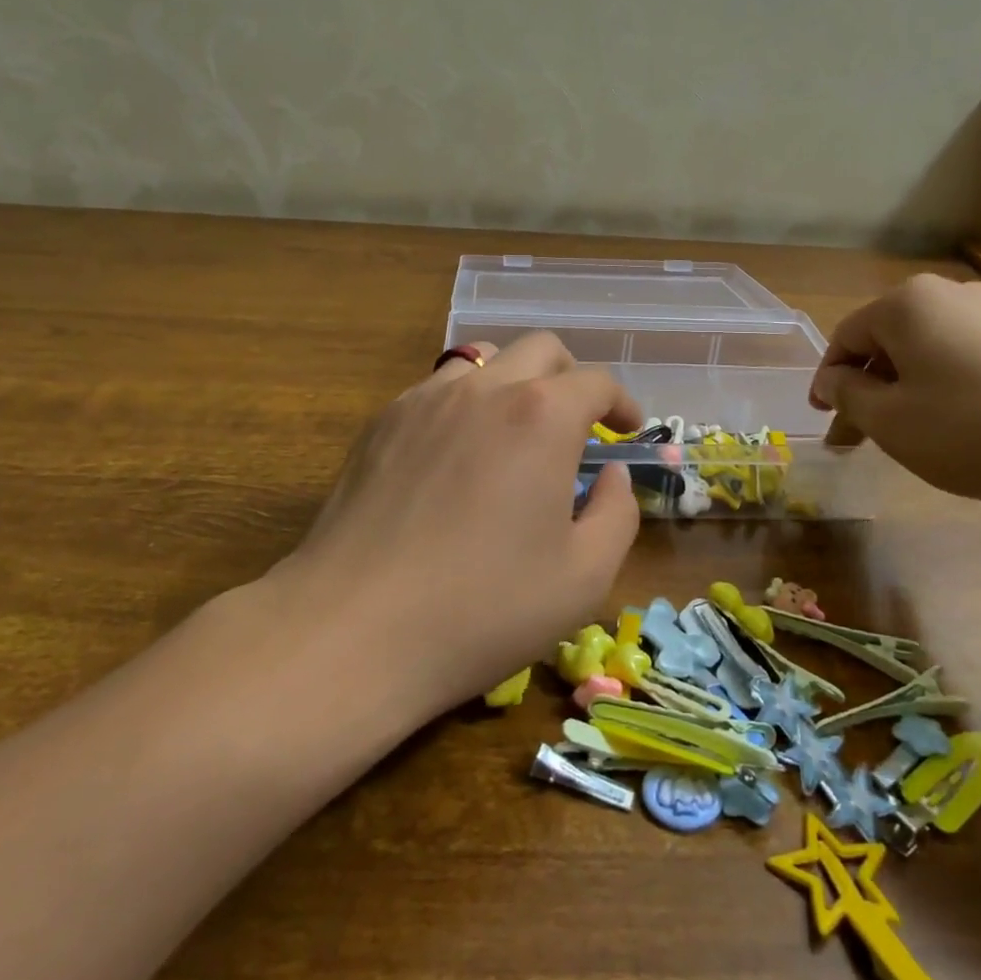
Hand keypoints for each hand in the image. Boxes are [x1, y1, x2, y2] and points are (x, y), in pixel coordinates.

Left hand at [270, 333, 642, 716]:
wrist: (354, 629)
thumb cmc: (484, 607)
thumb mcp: (584, 576)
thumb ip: (617, 513)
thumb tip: (610, 475)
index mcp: (542, 416)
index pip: (596, 382)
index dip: (621, 402)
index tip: (626, 430)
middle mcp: (484, 388)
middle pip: (541, 350)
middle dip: (571, 378)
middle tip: (576, 426)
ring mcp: (424, 400)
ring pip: (483, 359)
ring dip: (514, 382)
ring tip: (515, 433)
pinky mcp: (381, 423)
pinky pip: (436, 390)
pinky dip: (464, 405)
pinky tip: (456, 457)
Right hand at [809, 274, 980, 508]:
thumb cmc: (979, 429)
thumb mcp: (892, 423)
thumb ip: (849, 397)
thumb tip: (836, 380)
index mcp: (907, 305)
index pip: (846, 338)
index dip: (828, 380)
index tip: (826, 419)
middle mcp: (954, 294)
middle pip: (892, 341)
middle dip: (871, 388)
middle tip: (863, 437)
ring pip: (935, 350)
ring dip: (913, 389)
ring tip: (920, 435)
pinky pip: (979, 357)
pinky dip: (958, 388)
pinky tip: (974, 425)